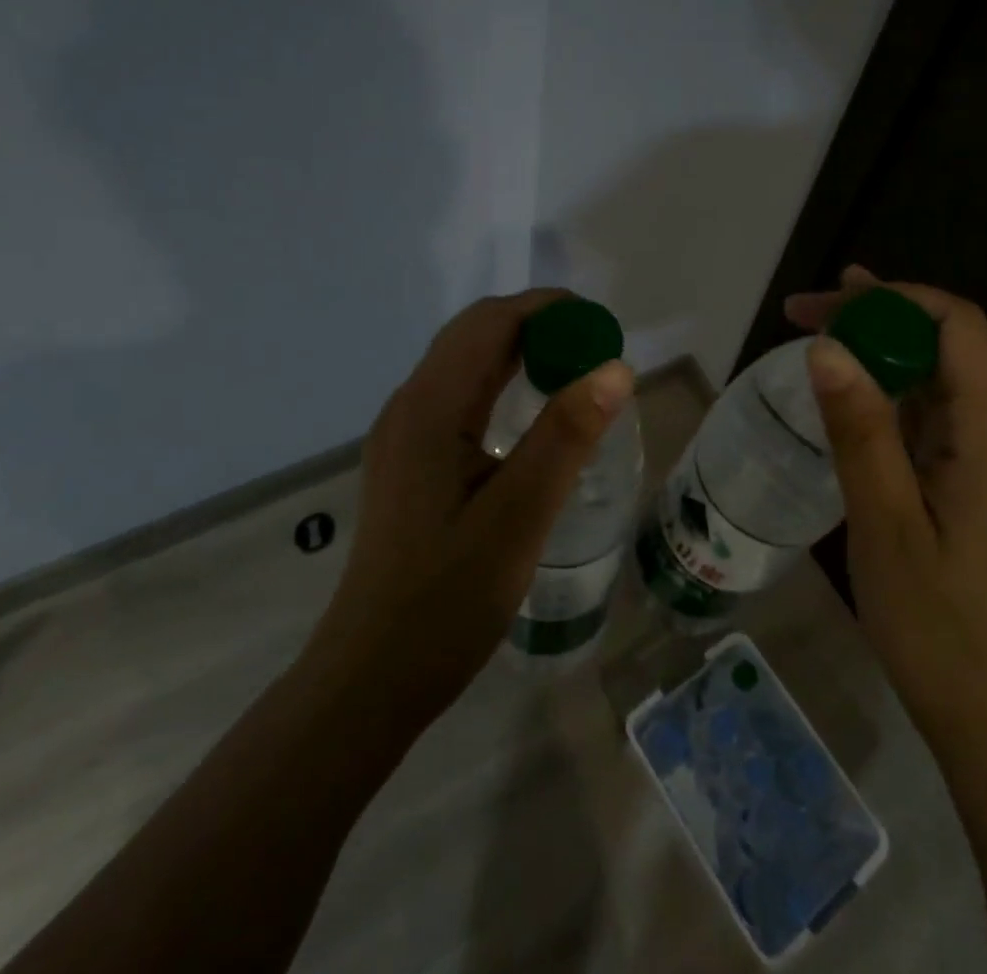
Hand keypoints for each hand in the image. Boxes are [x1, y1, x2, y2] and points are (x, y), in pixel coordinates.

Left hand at [308, 289, 633, 733]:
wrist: (371, 676)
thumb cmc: (447, 600)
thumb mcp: (519, 515)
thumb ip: (566, 436)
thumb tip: (615, 367)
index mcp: (429, 407)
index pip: (489, 322)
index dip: (547, 309)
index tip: (601, 325)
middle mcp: (408, 406)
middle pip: (473, 335)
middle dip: (536, 326)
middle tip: (595, 350)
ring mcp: (403, 434)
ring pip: (464, 364)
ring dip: (519, 353)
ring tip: (575, 373)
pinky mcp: (408, 460)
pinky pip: (458, 397)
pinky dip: (501, 384)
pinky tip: (532, 416)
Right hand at [785, 267, 986, 738]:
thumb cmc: (935, 621)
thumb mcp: (884, 522)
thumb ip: (860, 431)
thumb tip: (827, 347)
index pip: (961, 327)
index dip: (899, 298)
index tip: (832, 300)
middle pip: (948, 344)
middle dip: (878, 316)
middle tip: (804, 312)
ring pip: (939, 378)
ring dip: (881, 350)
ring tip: (816, 336)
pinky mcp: (977, 482)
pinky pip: (935, 415)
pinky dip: (889, 390)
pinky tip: (850, 397)